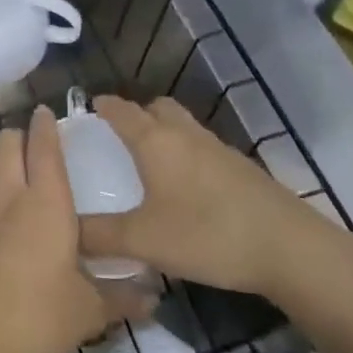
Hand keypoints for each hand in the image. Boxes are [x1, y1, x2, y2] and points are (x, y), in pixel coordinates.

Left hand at [0, 106, 154, 352]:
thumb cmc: (34, 320)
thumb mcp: (87, 313)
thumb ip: (121, 298)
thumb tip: (154, 298)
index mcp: (45, 201)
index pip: (44, 145)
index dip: (46, 125)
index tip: (48, 114)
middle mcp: (6, 193)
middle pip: (7, 141)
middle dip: (20, 136)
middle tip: (34, 148)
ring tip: (12, 178)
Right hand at [79, 96, 326, 298]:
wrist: (287, 246)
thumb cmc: (207, 234)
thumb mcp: (145, 240)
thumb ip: (100, 236)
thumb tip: (64, 231)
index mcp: (156, 141)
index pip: (122, 110)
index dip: (104, 106)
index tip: (88, 107)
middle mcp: (185, 134)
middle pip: (157, 108)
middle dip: (137, 114)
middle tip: (119, 135)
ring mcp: (217, 148)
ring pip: (183, 126)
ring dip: (164, 133)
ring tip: (150, 162)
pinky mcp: (240, 167)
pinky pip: (202, 147)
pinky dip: (186, 154)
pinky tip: (186, 188)